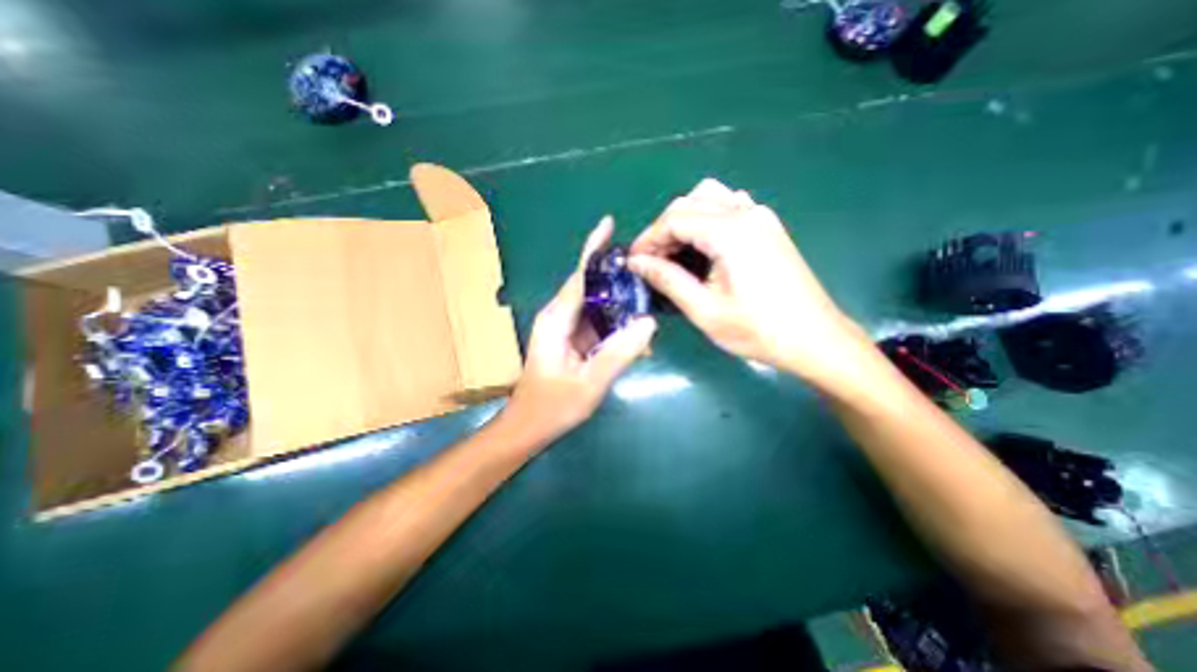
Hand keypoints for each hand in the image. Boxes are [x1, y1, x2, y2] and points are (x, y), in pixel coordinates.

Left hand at [503, 216, 659, 444]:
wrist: (530, 426)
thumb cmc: (553, 407)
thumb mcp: (589, 384)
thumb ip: (618, 353)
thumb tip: (648, 322)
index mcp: (557, 320)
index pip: (580, 277)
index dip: (595, 250)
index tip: (610, 225)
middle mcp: (559, 316)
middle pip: (589, 285)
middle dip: (615, 273)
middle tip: (647, 265)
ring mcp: (565, 328)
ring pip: (595, 303)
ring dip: (619, 298)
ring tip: (648, 292)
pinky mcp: (572, 339)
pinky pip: (597, 321)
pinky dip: (615, 320)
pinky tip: (635, 327)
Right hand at [627, 179, 872, 388]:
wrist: (815, 339)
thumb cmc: (758, 330)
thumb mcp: (704, 310)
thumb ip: (667, 280)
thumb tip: (637, 263)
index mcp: (730, 232)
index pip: (674, 219)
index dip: (648, 239)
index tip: (633, 262)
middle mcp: (746, 213)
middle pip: (689, 202)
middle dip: (663, 229)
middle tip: (652, 261)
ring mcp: (760, 217)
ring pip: (709, 197)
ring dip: (684, 220)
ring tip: (675, 253)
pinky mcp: (767, 227)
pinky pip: (728, 207)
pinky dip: (706, 219)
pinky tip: (704, 247)